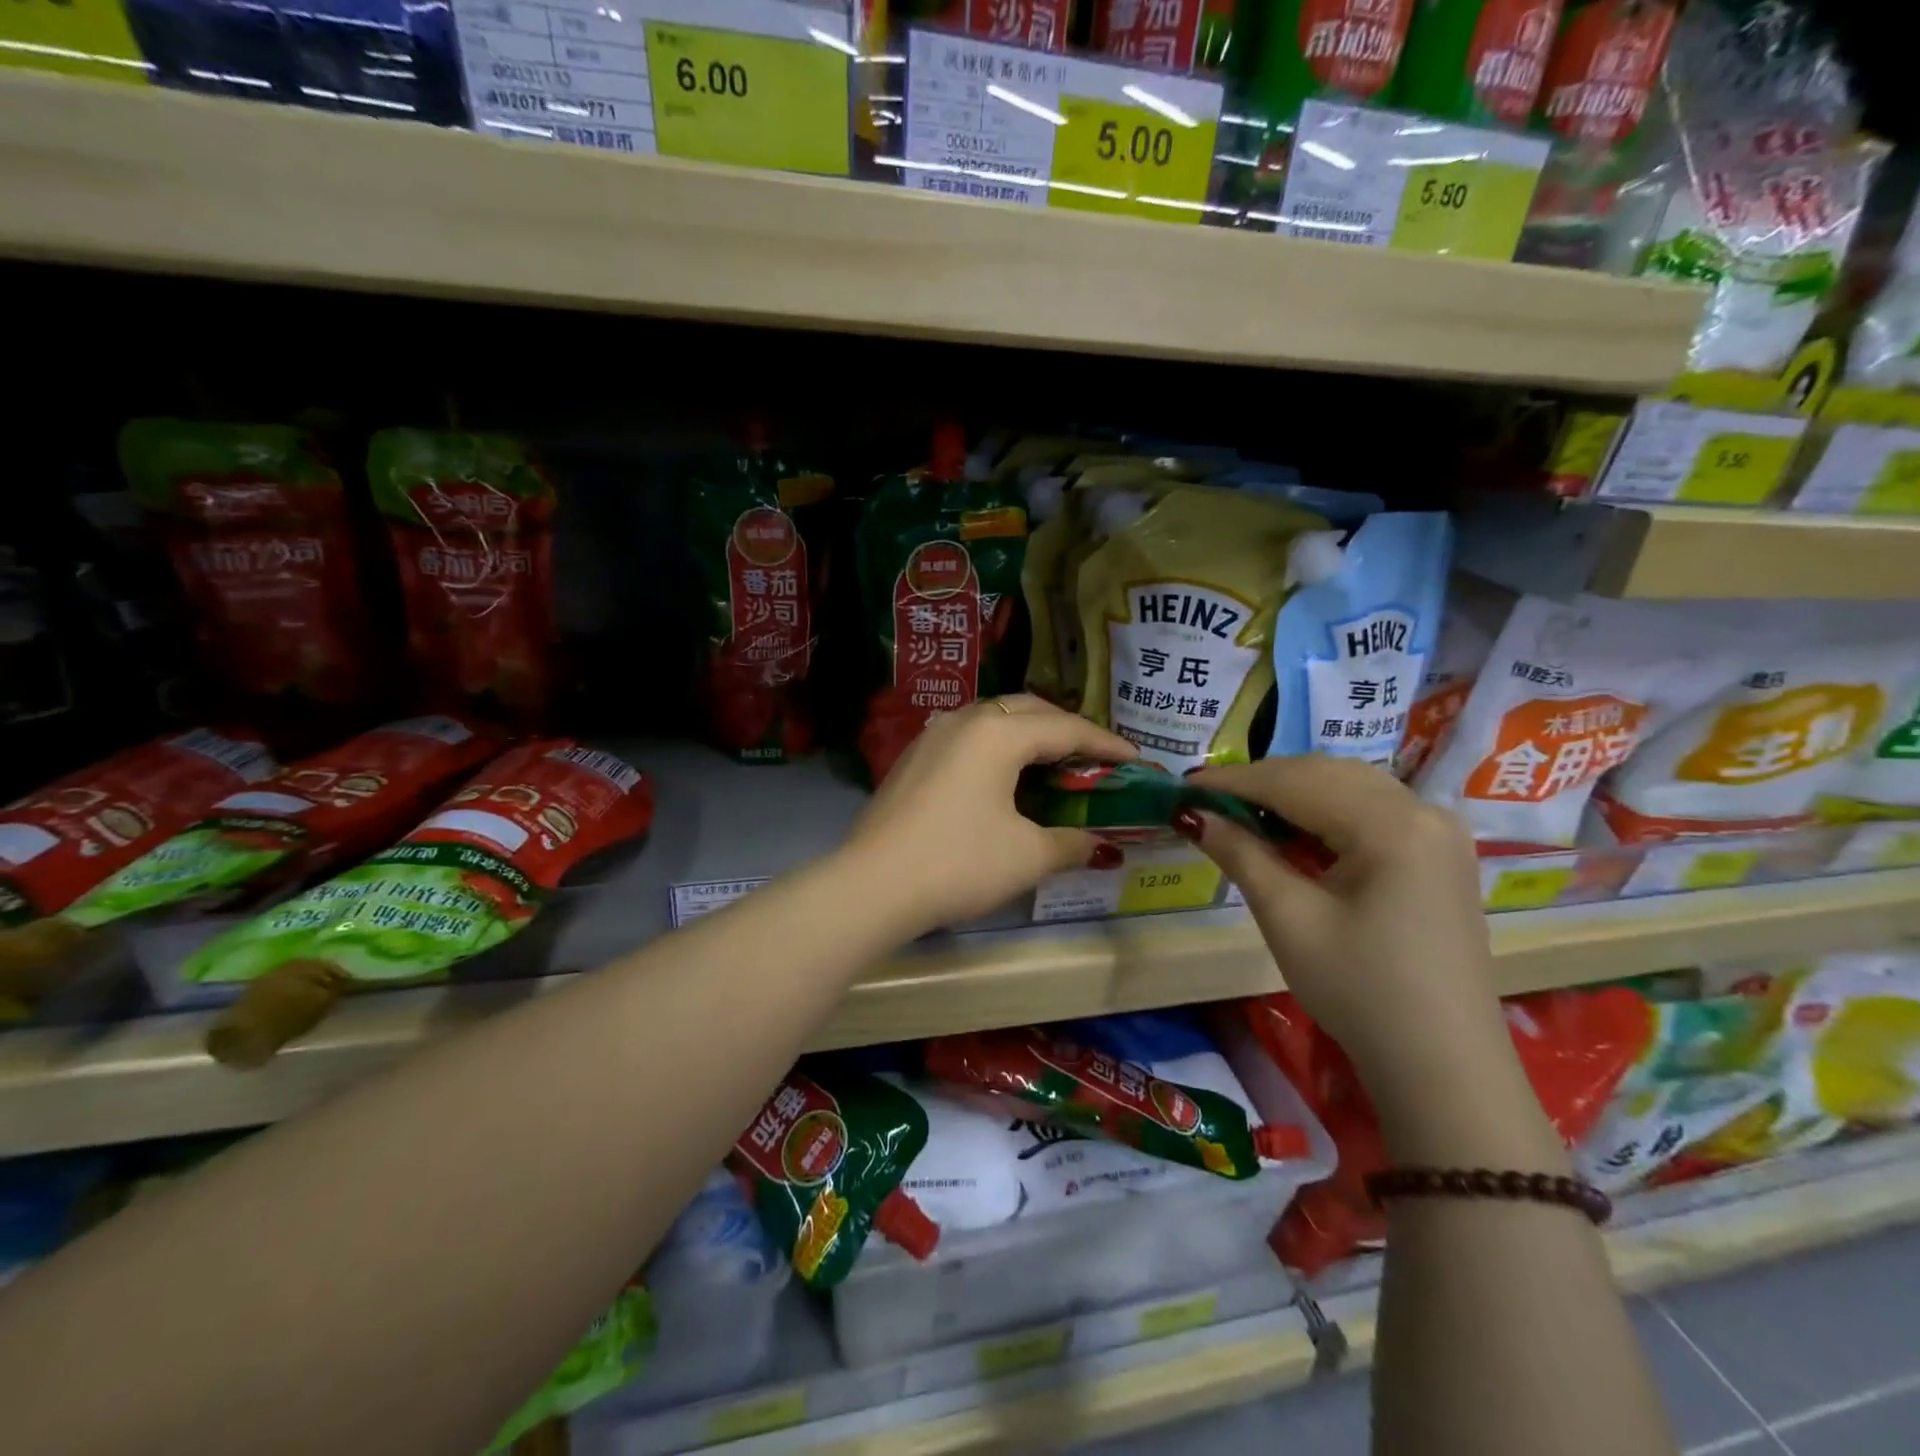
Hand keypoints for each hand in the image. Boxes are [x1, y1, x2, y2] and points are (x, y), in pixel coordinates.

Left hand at [841, 695, 1135, 934]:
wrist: (873, 885)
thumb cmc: (959, 863)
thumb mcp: (1027, 856)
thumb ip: (1070, 843)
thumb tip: (1098, 844)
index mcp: (998, 732)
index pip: (1065, 729)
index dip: (1105, 743)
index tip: (1136, 757)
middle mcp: (965, 720)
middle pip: (1029, 711)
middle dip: (1067, 729)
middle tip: (1095, 757)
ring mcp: (934, 736)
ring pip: (995, 719)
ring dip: (1030, 734)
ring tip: (1054, 762)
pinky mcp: (914, 758)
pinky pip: (969, 737)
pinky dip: (999, 747)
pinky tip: (1005, 777)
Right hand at [1181, 758, 1511, 1105]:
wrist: (1442, 1064)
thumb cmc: (1359, 990)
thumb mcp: (1289, 918)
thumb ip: (1240, 853)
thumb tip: (1190, 813)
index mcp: (1392, 824)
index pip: (1296, 781)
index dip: (1234, 780)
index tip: (1184, 784)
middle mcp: (1423, 810)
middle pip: (1326, 773)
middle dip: (1262, 781)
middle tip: (1207, 800)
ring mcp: (1439, 830)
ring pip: (1349, 785)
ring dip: (1292, 792)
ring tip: (1241, 814)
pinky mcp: (1439, 853)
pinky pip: (1371, 809)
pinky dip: (1324, 810)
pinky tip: (1292, 831)